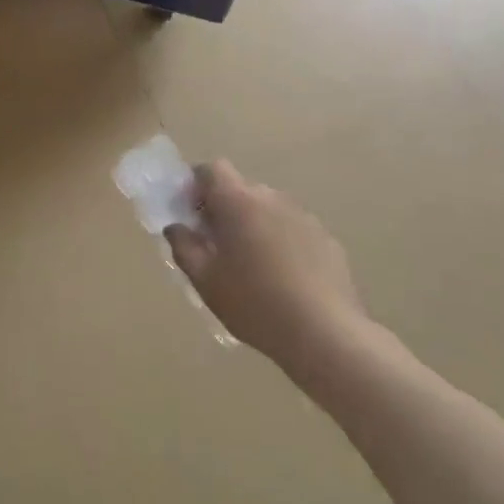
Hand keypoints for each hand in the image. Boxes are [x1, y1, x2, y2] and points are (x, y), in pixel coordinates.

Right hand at [164, 161, 376, 377]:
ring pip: (268, 210)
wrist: (324, 333)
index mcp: (239, 202)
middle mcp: (273, 199)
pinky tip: (283, 280)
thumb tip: (176, 227)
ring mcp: (304, 217)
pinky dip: (281, 243)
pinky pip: (293, 230)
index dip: (196, 185)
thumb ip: (184, 247)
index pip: (212, 170)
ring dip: (253, 226)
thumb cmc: (254, 303)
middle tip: (215, 246)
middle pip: (241, 190)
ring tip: (251, 267)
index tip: (190, 214)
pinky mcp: (326, 239)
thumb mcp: (205, 281)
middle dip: (224, 210)